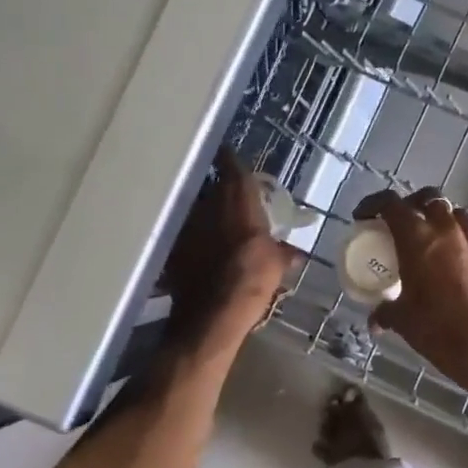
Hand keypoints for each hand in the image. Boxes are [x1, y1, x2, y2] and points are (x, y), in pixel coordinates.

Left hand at [164, 148, 295, 343]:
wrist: (213, 312)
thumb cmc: (253, 277)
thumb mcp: (277, 264)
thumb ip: (284, 253)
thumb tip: (296, 253)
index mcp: (237, 198)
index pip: (230, 165)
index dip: (229, 159)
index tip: (229, 155)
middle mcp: (208, 202)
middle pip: (212, 187)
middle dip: (220, 191)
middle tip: (231, 200)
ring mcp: (186, 224)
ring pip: (196, 210)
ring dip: (205, 215)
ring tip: (215, 227)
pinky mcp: (172, 247)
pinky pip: (185, 235)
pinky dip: (194, 239)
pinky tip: (201, 252)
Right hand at [352, 188, 467, 387]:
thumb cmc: (436, 325)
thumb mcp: (402, 318)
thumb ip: (385, 313)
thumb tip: (375, 321)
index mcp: (416, 237)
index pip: (391, 203)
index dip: (373, 204)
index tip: (363, 216)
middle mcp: (443, 230)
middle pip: (427, 197)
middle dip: (409, 203)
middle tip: (397, 221)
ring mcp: (467, 241)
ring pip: (451, 210)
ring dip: (436, 214)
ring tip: (424, 232)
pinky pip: (466, 231)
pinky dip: (454, 233)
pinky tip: (445, 253)